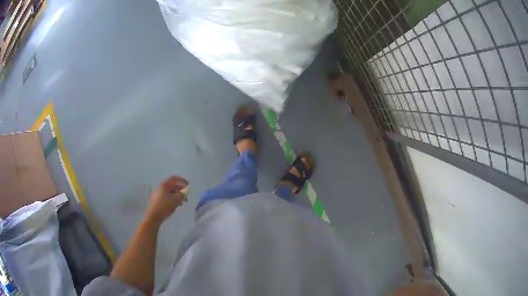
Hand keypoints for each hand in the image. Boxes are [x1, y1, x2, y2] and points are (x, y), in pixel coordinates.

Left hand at [145, 176, 188, 224]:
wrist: (154, 216)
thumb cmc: (165, 206)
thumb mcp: (176, 199)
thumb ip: (182, 194)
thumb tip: (185, 192)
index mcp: (165, 185)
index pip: (174, 179)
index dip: (182, 181)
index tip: (189, 185)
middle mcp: (161, 187)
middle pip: (172, 185)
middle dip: (180, 189)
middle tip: (186, 195)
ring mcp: (158, 194)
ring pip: (170, 192)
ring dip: (177, 195)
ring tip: (183, 201)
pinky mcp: (157, 200)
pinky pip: (167, 197)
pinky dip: (173, 199)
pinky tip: (176, 205)